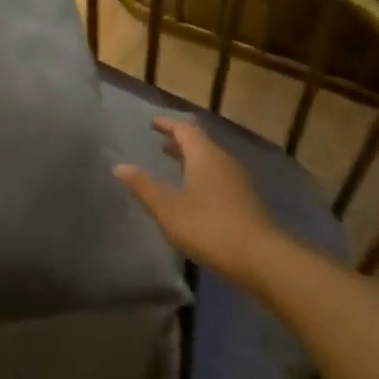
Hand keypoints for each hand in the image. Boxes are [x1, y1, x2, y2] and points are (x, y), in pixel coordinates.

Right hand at [114, 118, 283, 288]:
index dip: (168, 124)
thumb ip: (144, 186)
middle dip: (180, 140)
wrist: (258, 256)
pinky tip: (193, 191)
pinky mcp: (244, 200)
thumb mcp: (167, 208)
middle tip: (161, 141)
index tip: (153, 122)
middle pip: (200, 143)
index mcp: (205, 156)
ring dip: (191, 158)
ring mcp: (237, 181)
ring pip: (211, 160)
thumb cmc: (207, 226)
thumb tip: (119, 166)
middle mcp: (223, 161)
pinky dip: (201, 174)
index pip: (185, 129)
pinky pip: (218, 176)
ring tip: (173, 163)